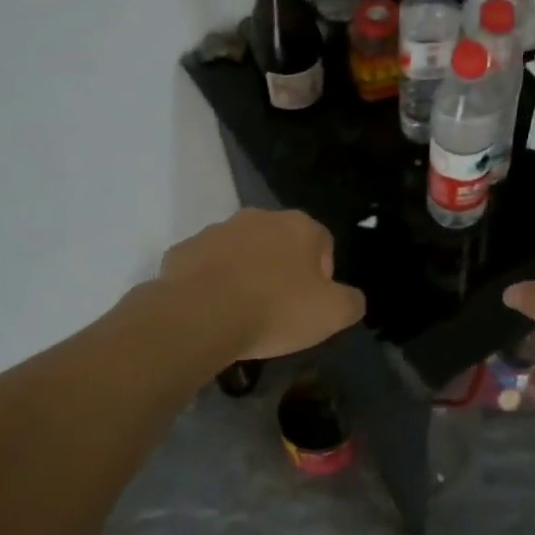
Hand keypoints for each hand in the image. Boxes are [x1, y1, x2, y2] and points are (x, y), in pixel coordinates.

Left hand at [156, 210, 365, 360]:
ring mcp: (216, 231)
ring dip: (246, 273)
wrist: (200, 316)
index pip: (322, 243)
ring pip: (240, 251)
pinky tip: (212, 310)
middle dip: (282, 269)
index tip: (311, 304)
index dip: (322, 275)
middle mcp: (258, 218)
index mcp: (299, 226)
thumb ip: (352, 302)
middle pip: (280, 243)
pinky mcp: (182, 250)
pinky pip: (205, 266)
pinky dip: (211, 283)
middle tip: (280, 308)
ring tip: (243, 311)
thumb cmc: (275, 310)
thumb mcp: (333, 314)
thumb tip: (350, 298)